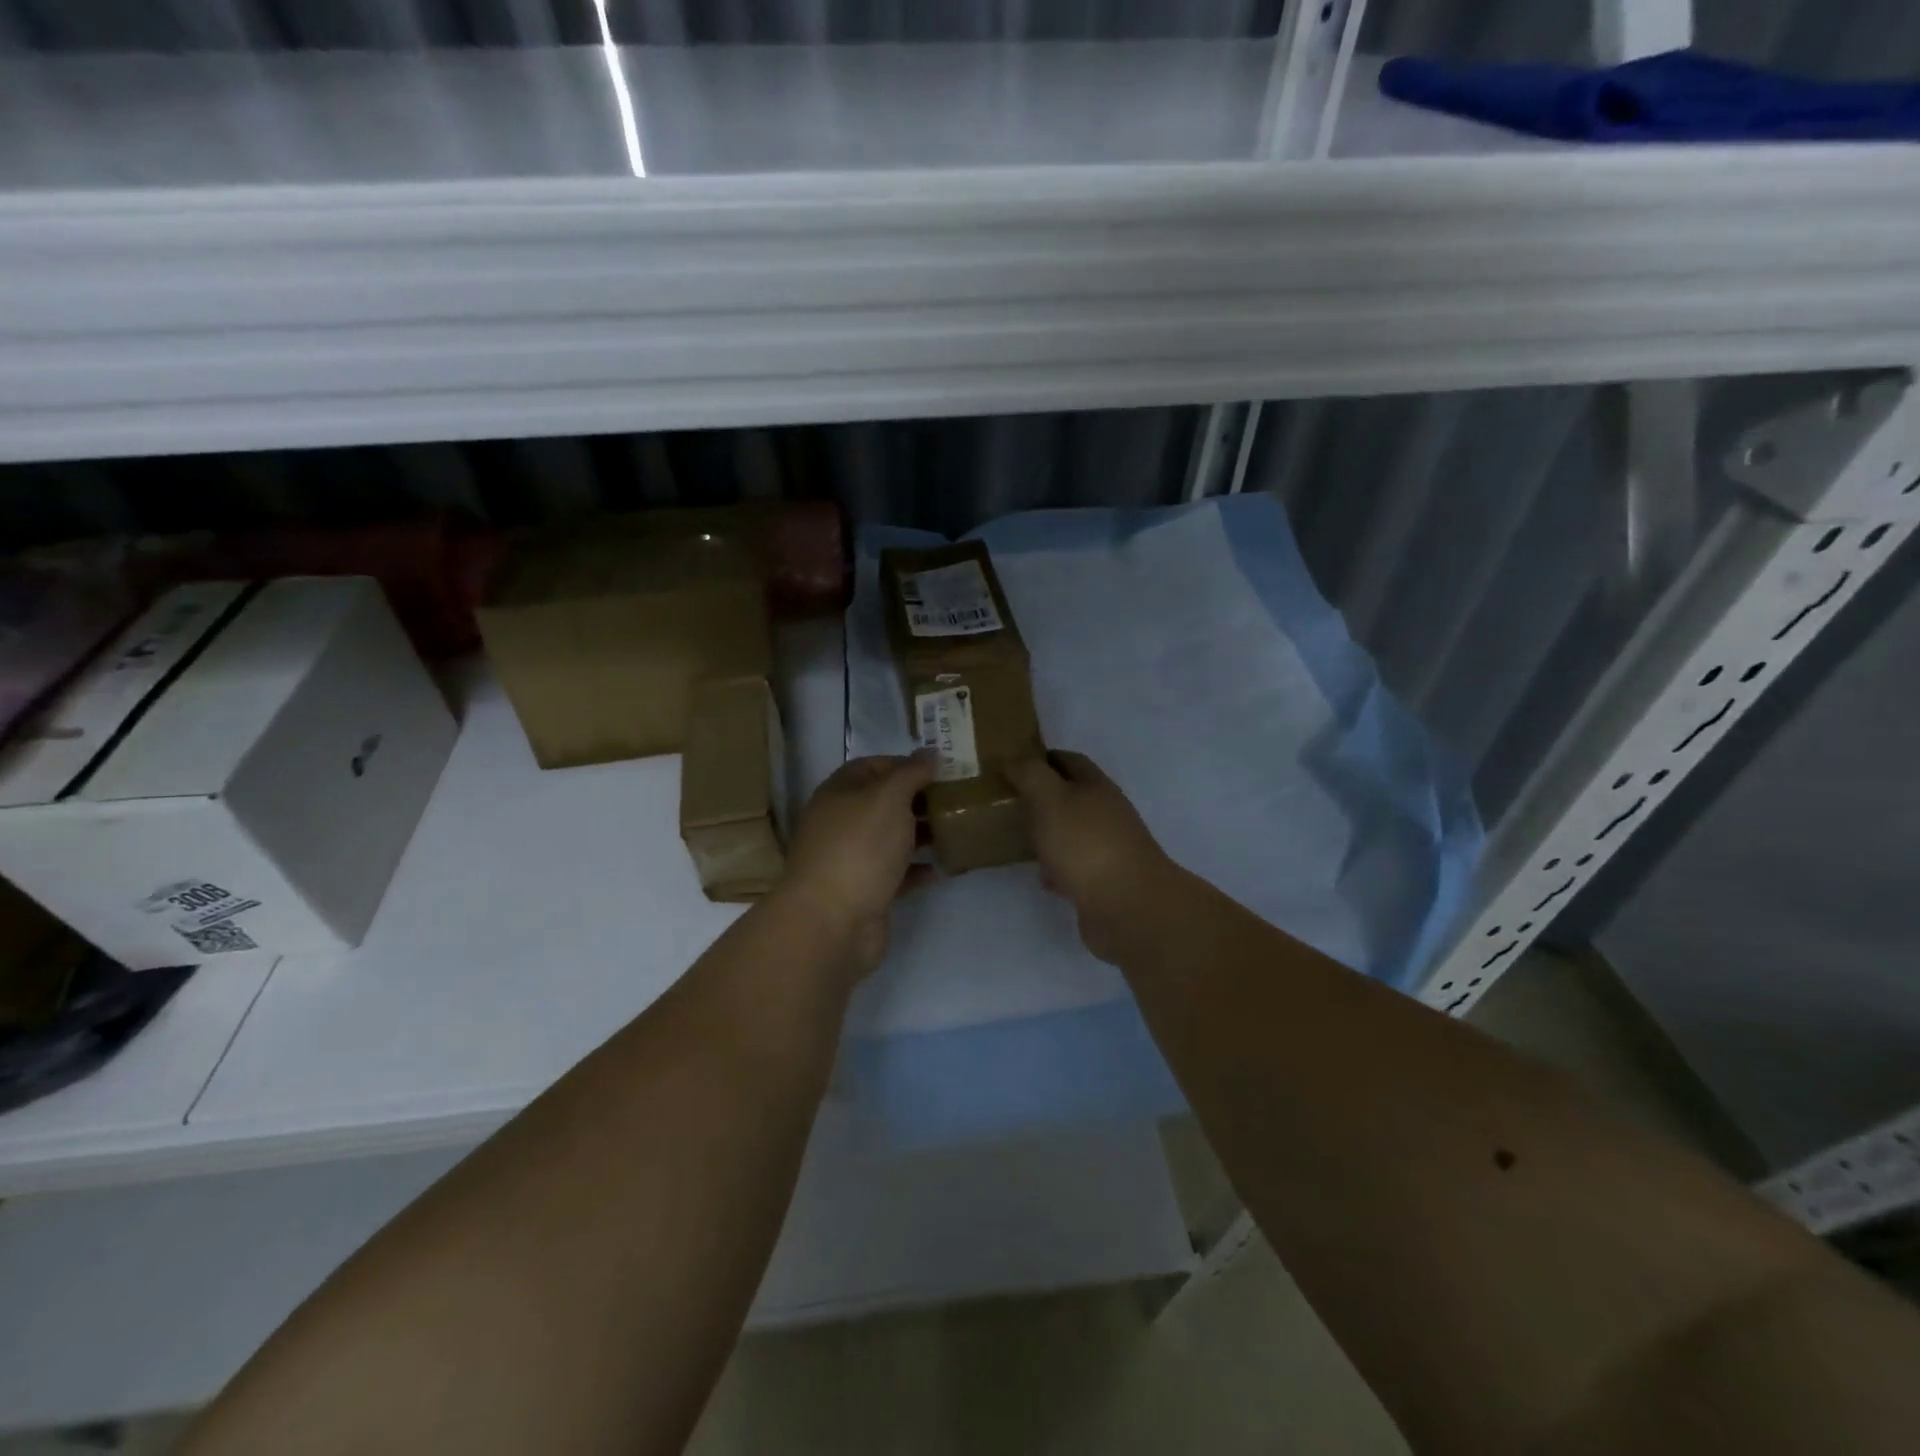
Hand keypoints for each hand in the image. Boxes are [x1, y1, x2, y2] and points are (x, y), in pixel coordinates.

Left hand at [776, 753, 937, 974]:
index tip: (940, 770)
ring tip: (957, 829)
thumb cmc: (860, 846)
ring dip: (920, 834)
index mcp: (839, 793)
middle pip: (883, 803)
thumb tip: (929, 752)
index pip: (872, 767)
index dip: (905, 764)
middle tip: (957, 798)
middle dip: (918, 799)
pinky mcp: (865, 892)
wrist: (832, 921)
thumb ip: (911, 773)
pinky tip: (944, 867)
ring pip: (890, 839)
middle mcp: (841, 823)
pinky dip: (918, 870)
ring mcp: (851, 860)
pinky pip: (896, 874)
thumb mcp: (889, 797)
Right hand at [1007, 751, 1172, 964]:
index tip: (1014, 765)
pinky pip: (1075, 868)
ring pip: (1073, 833)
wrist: (1127, 906)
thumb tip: (1015, 758)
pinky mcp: (1105, 882)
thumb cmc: (1086, 844)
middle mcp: (1107, 814)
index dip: (1044, 759)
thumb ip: (1031, 775)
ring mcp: (1109, 849)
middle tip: (1009, 802)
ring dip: (1050, 833)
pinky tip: (1042, 878)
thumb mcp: (1051, 799)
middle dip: (1044, 798)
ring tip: (1019, 838)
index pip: (1070, 761)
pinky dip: (1057, 868)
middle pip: (1073, 797)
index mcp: (1097, 787)